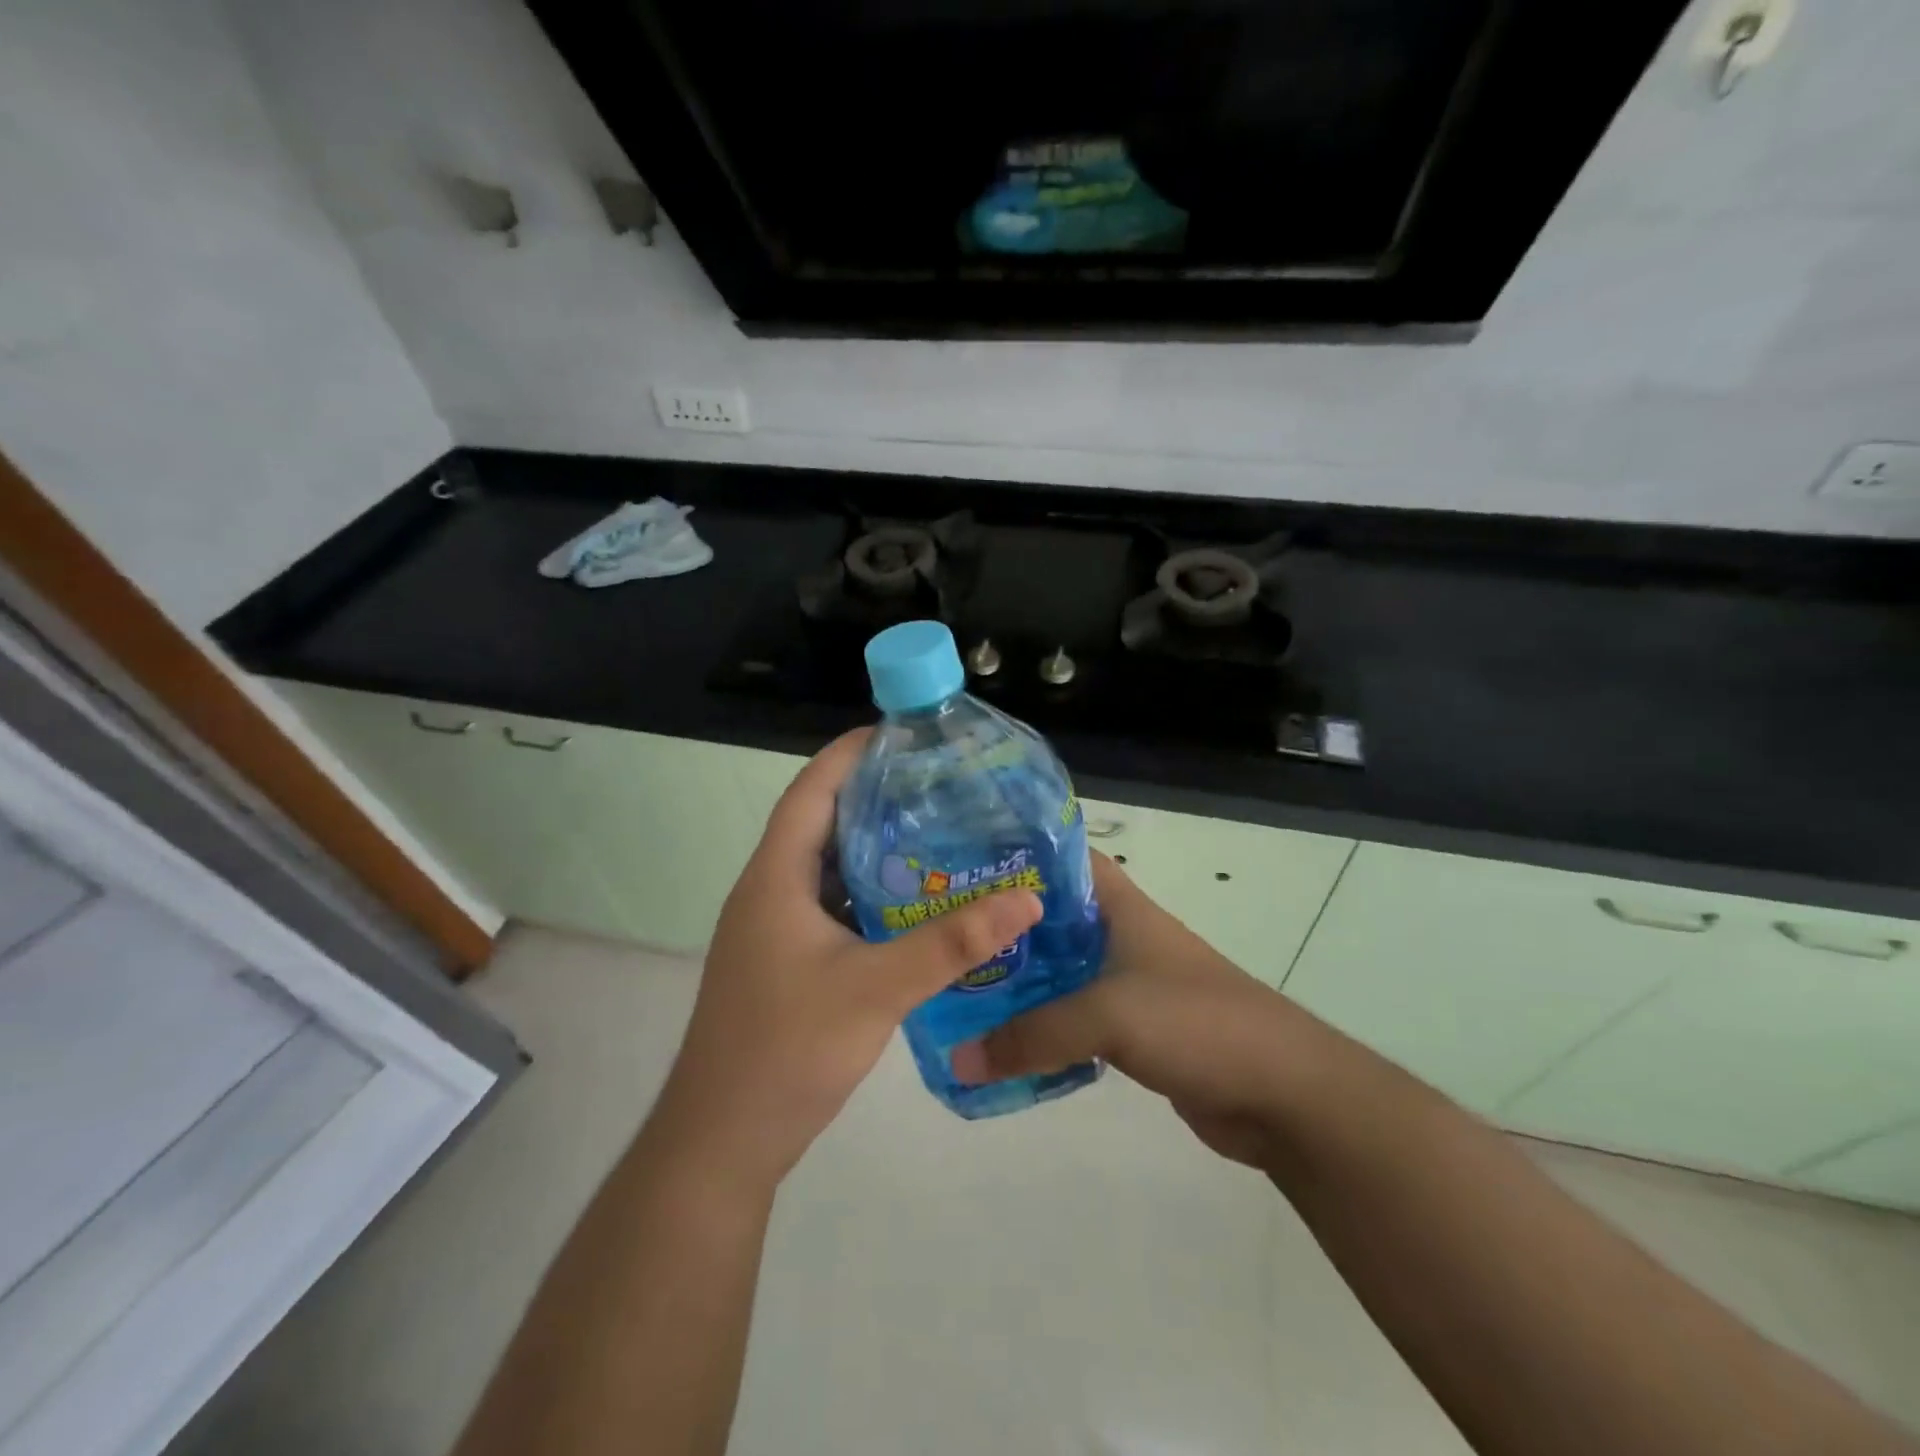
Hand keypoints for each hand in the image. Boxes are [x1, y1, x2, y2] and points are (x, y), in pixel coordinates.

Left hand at [651, 730, 1042, 1197]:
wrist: (723, 1139)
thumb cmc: (788, 1050)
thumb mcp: (878, 989)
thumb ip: (952, 943)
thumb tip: (1025, 899)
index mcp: (775, 878)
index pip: (811, 790)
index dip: (851, 753)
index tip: (904, 733)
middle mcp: (769, 891)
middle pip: (821, 821)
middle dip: (875, 795)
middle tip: (938, 782)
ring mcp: (774, 929)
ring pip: (828, 867)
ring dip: (874, 846)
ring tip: (937, 829)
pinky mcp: (786, 960)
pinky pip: (832, 906)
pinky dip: (870, 893)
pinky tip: (915, 901)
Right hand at [952, 853, 1306, 1167]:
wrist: (1282, 1091)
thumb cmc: (1196, 1022)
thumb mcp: (1108, 1015)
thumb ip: (1032, 1036)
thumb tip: (958, 1061)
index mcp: (1118, 906)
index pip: (1060, 860)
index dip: (1014, 858)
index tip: (958, 869)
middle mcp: (1118, 935)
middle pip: (1049, 920)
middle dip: (1000, 928)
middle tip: (940, 939)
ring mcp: (1126, 982)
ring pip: (1058, 972)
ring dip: (1017, 982)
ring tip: (957, 990)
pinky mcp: (1132, 1029)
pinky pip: (1072, 1019)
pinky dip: (1041, 1027)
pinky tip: (1002, 1041)